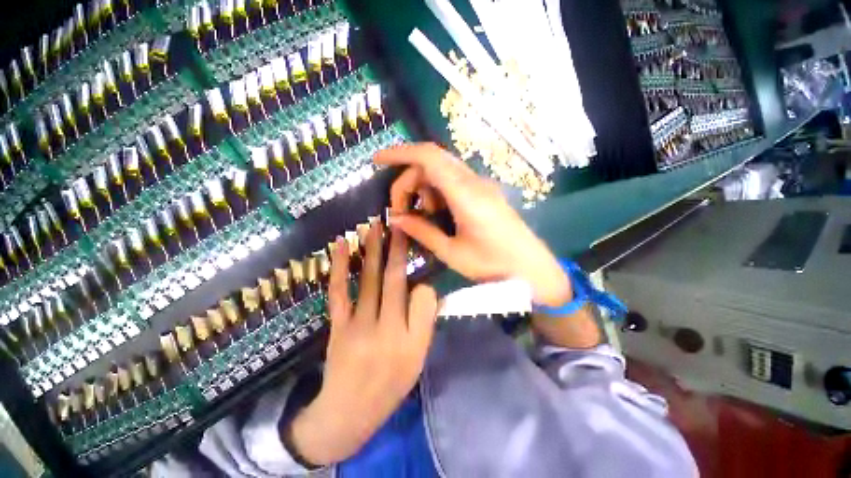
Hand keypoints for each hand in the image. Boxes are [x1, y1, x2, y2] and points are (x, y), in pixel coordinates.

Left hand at [284, 222, 437, 465]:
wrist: (349, 412)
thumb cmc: (390, 384)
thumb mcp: (418, 359)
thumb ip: (425, 323)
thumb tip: (425, 288)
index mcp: (411, 340)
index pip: (424, 297)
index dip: (424, 277)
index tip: (420, 262)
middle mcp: (387, 328)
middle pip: (394, 279)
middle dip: (397, 247)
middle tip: (399, 222)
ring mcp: (359, 325)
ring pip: (368, 279)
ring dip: (372, 249)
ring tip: (375, 225)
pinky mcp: (337, 325)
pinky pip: (339, 291)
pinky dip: (340, 266)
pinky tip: (341, 245)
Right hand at [376, 143, 570, 307]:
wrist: (531, 268)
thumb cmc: (493, 266)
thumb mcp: (452, 253)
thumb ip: (422, 232)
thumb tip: (396, 220)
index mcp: (466, 195)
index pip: (428, 158)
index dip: (400, 153)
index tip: (376, 161)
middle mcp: (474, 182)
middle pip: (431, 163)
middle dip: (407, 182)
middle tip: (400, 211)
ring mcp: (480, 186)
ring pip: (441, 172)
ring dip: (423, 189)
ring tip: (422, 218)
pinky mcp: (483, 192)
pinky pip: (452, 182)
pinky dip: (436, 193)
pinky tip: (438, 215)